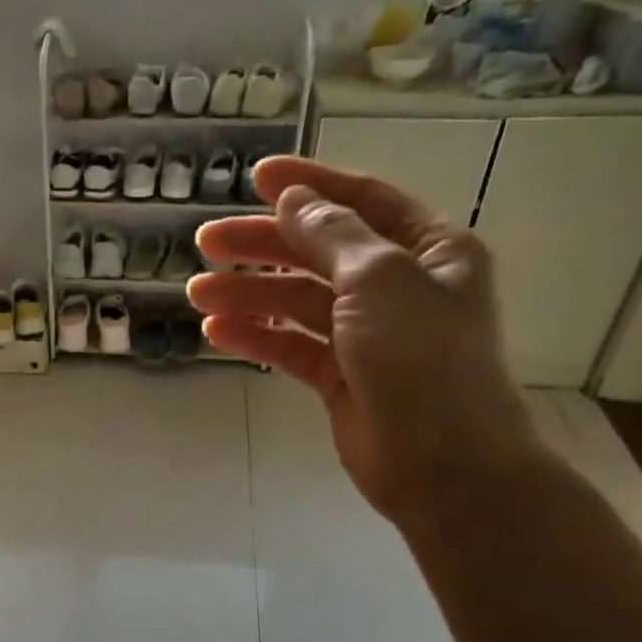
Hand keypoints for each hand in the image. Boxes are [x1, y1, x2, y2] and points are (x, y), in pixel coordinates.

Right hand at [190, 157, 541, 521]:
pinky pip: (292, 345)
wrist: (442, 465)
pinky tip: (217, 333)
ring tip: (198, 293)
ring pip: (298, 301)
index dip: (310, 185)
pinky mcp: (341, 377)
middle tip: (207, 241)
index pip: (363, 202)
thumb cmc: (422, 359)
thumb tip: (294, 201)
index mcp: (429, 251)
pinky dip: (257, 336)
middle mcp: (399, 286)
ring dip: (249, 293)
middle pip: (319, 252)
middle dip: (263, 244)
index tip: (256, 177)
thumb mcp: (379, 280)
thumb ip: (331, 236)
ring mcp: (368, 335)